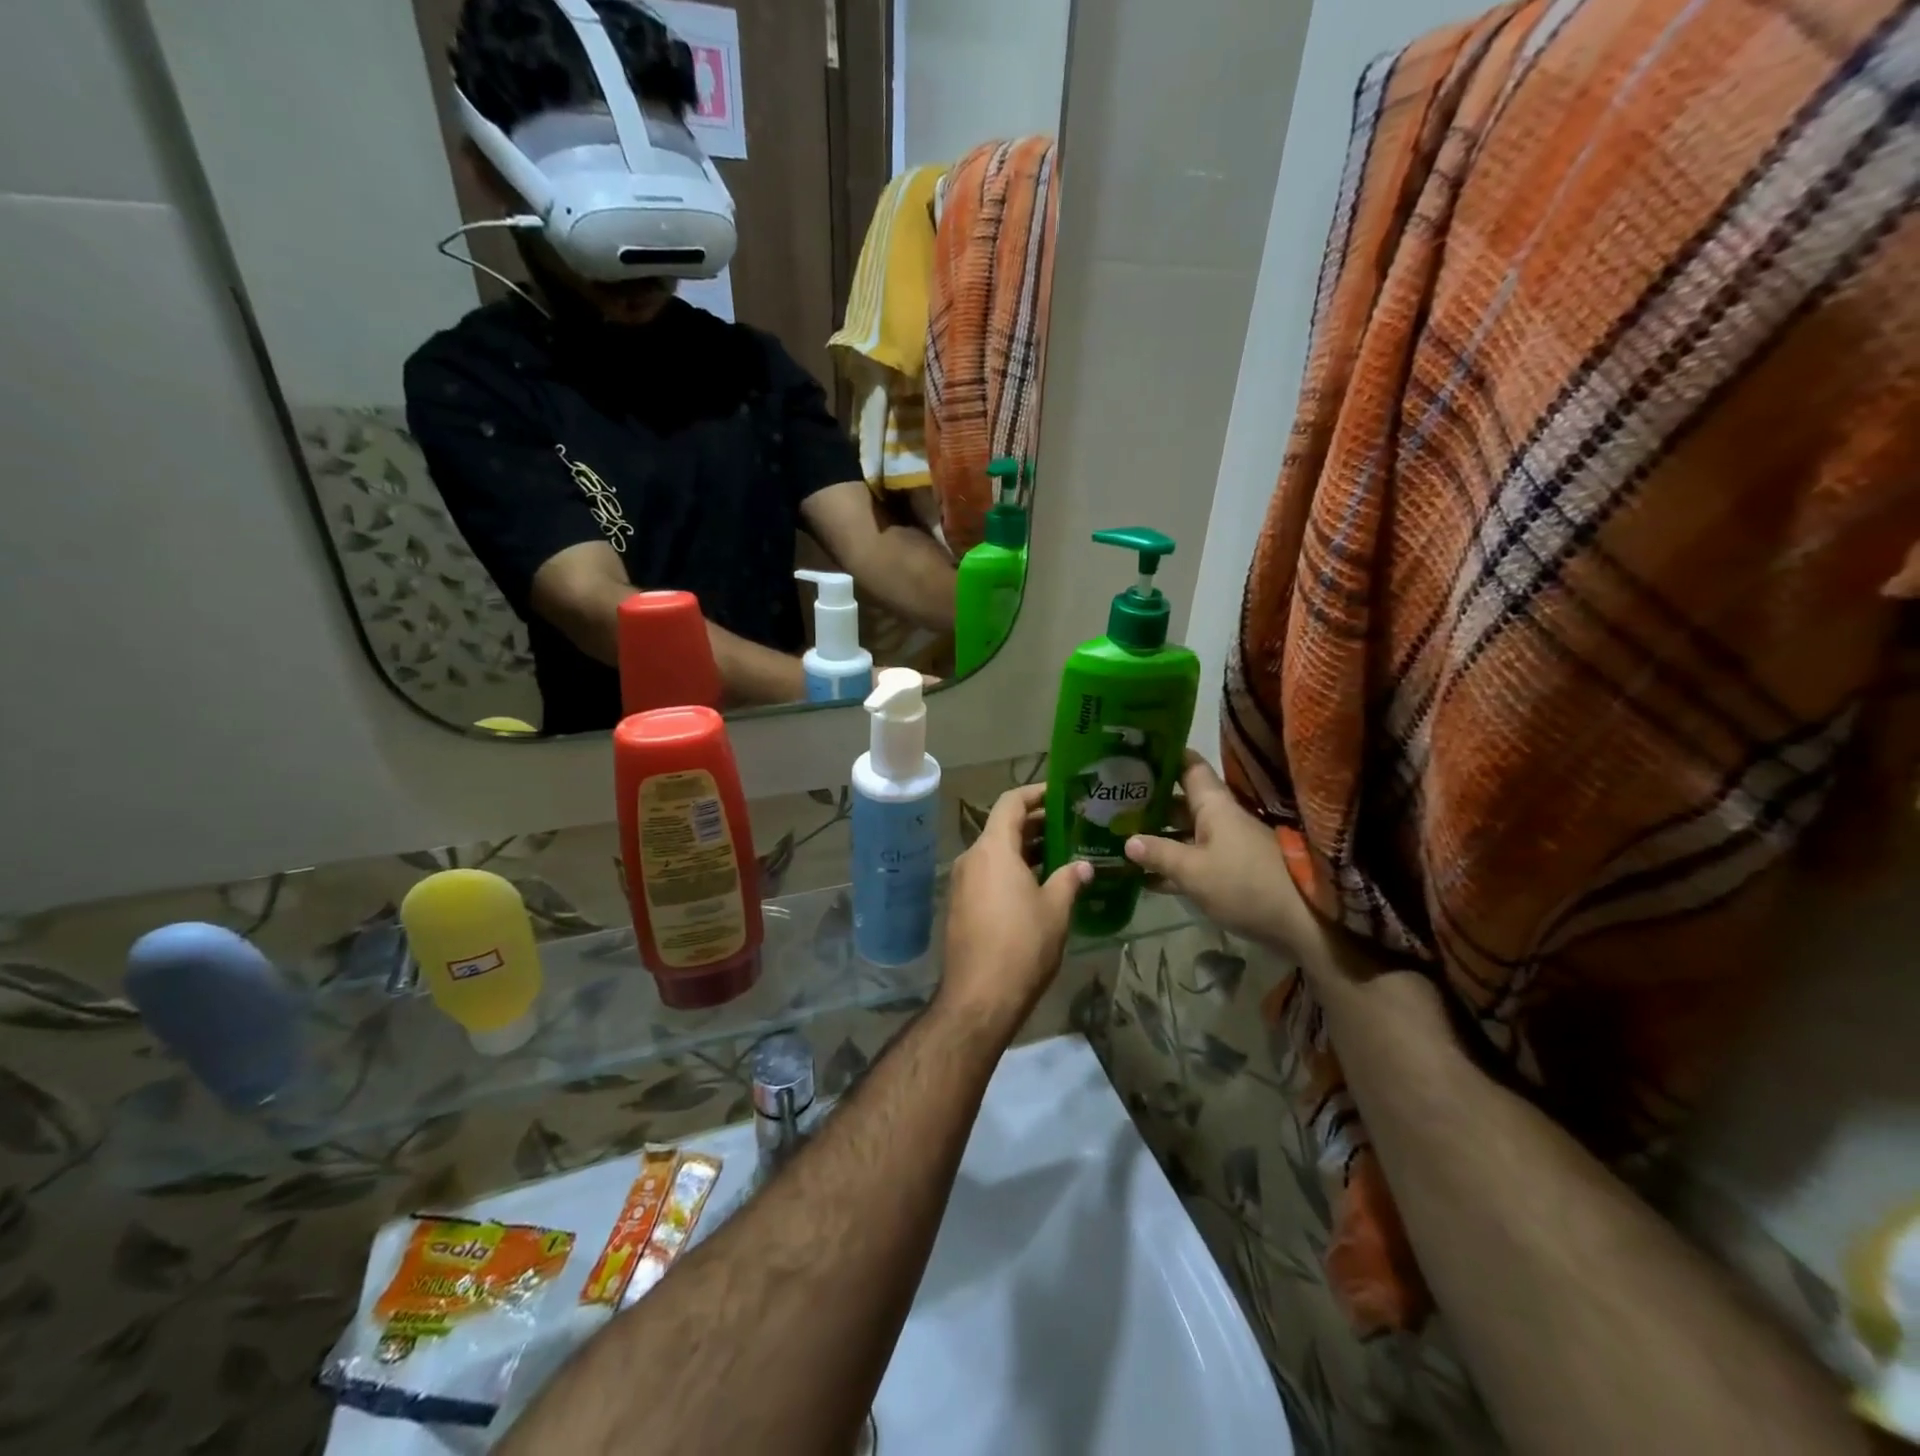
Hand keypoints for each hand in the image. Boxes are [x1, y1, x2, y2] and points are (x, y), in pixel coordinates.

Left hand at [940, 785, 1090, 1037]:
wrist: (980, 997)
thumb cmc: (1022, 945)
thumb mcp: (1055, 909)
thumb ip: (1069, 879)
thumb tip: (1083, 865)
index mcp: (993, 849)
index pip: (1011, 803)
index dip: (1036, 793)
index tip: (1061, 794)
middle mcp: (972, 858)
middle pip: (1003, 827)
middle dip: (1036, 824)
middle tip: (1071, 826)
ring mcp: (962, 883)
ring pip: (996, 853)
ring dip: (1025, 850)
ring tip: (1061, 854)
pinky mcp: (961, 906)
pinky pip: (988, 875)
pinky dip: (1012, 871)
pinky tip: (1039, 885)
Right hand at [1123, 752, 1323, 957]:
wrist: (1303, 923)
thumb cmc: (1245, 884)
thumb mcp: (1194, 871)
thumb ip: (1159, 854)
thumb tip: (1128, 841)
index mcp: (1214, 806)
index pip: (1189, 766)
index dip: (1164, 756)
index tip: (1134, 752)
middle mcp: (1220, 819)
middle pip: (1180, 801)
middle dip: (1149, 802)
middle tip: (1111, 803)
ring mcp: (1226, 846)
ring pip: (1184, 833)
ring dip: (1156, 836)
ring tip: (1119, 838)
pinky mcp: (1230, 873)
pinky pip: (1192, 861)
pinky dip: (1170, 865)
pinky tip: (1143, 877)